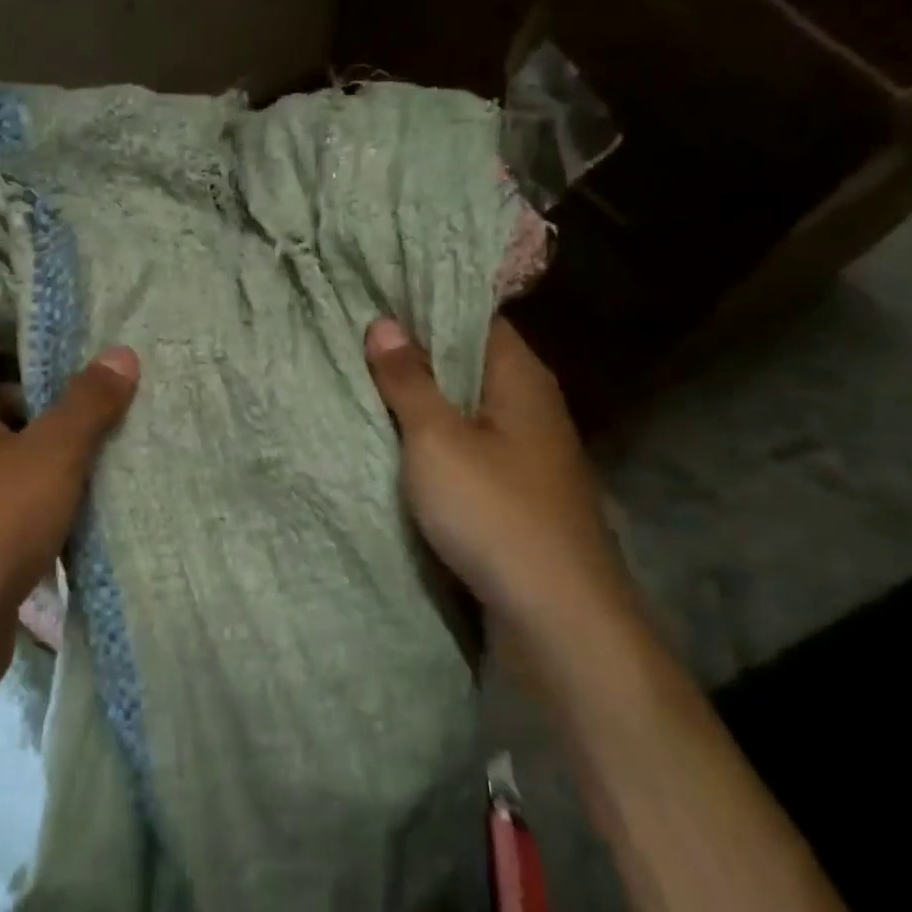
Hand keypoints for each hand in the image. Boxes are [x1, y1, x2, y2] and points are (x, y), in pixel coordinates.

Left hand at [0, 282, 138, 700]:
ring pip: (0, 420)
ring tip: (103, 399)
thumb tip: (123, 353)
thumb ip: (87, 404)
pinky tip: (83, 463)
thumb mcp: (49, 458)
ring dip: (43, 411)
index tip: (31, 277)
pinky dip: (38, 454)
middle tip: (93, 339)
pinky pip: (5, 462)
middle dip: (34, 354)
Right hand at [364, 316, 632, 639]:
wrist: (555, 616)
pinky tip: (396, 439)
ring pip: (466, 407)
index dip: (427, 304)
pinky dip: (433, 438)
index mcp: (521, 378)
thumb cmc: (494, 512)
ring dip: (422, 398)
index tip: (376, 296)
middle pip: (469, 362)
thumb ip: (409, 381)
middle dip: (416, 351)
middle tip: (356, 336)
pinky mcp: (516, 491)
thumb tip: (384, 323)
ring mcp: (527, 452)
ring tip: (364, 379)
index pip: (475, 317)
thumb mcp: (437, 439)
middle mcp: (531, 406)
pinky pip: (468, 446)